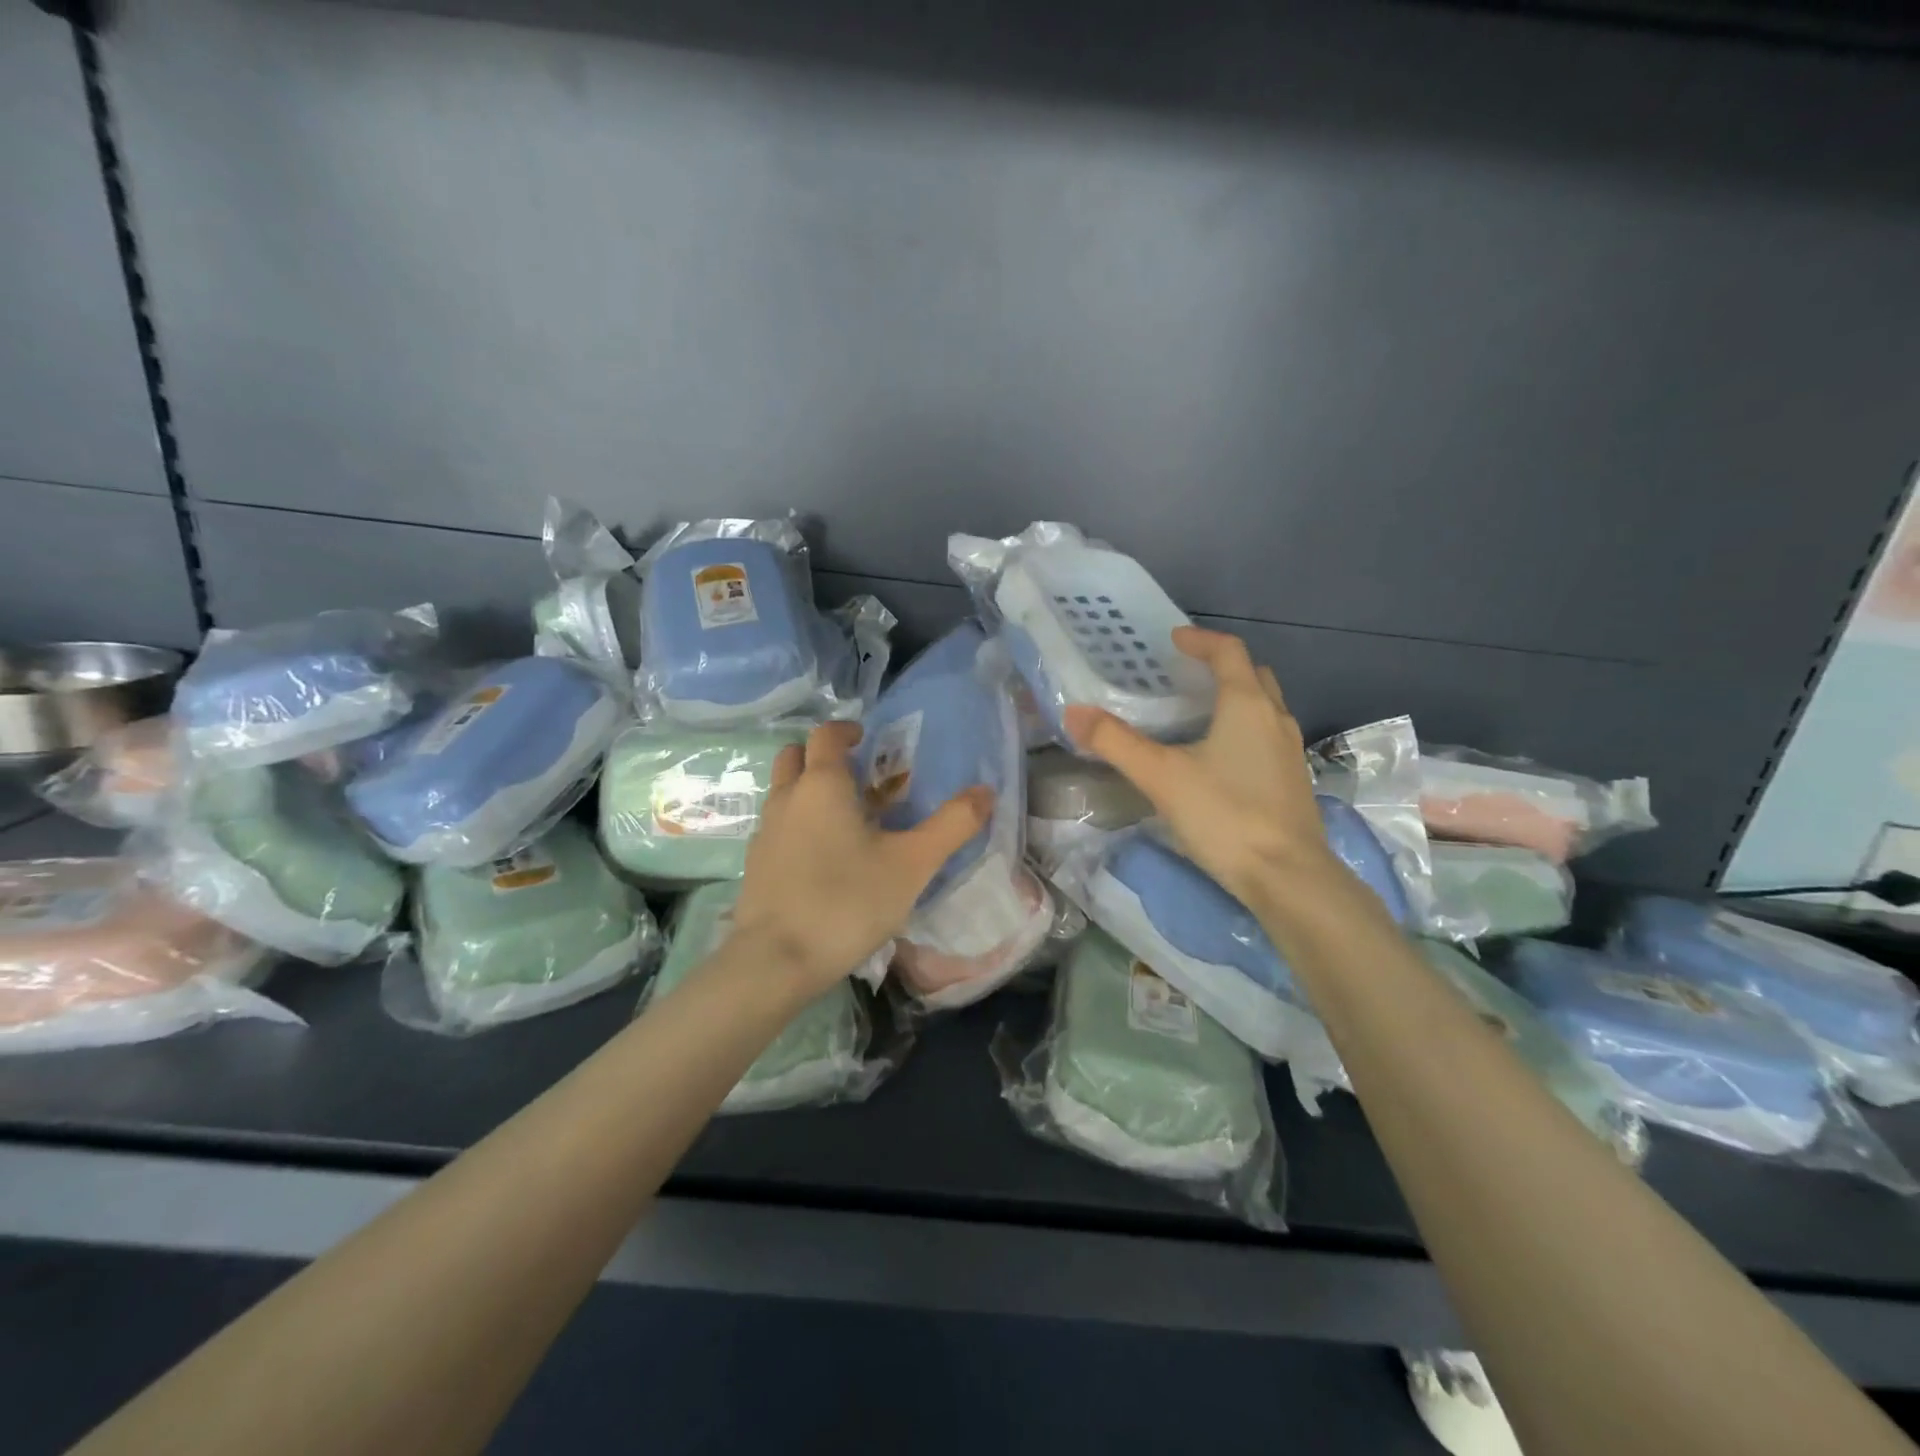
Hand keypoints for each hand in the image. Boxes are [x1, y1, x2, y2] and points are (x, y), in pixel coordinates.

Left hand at [732, 720, 994, 995]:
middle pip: (795, 756)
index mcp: (822, 784)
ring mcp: (765, 831)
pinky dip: (797, 824)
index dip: (847, 730)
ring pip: (783, 792)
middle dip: (822, 756)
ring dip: (808, 790)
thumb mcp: (913, 863)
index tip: (868, 740)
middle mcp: (787, 798)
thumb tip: (986, 791)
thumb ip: (952, 824)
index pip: (826, 734)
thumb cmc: (848, 901)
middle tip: (857, 776)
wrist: (777, 961)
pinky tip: (823, 858)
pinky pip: (777, 826)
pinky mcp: (756, 864)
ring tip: (846, 818)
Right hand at [1063, 627, 1334, 906]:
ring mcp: (1290, 751)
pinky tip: (1220, 758)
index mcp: (1247, 705)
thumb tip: (1074, 713)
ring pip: (1265, 707)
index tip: (1174, 639)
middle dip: (1222, 666)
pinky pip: (1268, 736)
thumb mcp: (1161, 776)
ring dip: (1237, 698)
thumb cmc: (1224, 815)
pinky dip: (1244, 729)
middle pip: (1253, 675)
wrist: (1287, 877)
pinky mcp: (1293, 781)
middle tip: (1187, 674)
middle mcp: (1275, 718)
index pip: (1229, 652)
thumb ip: (1116, 743)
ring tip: (1199, 713)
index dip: (1201, 640)